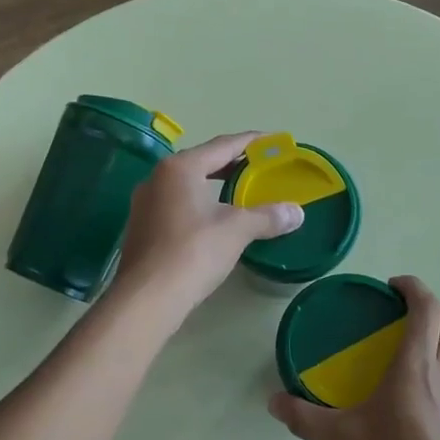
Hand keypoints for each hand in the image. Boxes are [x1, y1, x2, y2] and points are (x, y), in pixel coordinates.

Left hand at [113, 132, 303, 314]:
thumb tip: (297, 212)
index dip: (252, 142)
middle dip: (232, 164)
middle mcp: (158, 177)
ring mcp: (145, 203)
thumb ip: (267, 216)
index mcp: (180, 168)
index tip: (273, 141)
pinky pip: (177, 205)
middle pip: (202, 162)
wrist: (146, 298)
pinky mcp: (141, 228)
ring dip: (214, 185)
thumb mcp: (236, 230)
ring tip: (240, 194)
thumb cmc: (193, 252)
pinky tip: (214, 221)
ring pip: (187, 185)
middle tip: (260, 168)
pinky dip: (199, 205)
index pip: (223, 145)